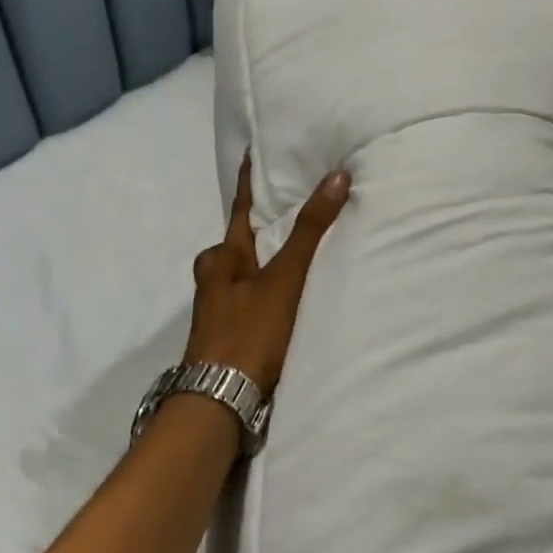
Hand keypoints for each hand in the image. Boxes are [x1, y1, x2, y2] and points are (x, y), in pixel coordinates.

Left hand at [184, 155, 350, 395]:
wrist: (221, 400)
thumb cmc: (250, 330)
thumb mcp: (284, 277)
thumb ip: (311, 230)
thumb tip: (336, 176)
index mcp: (221, 256)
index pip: (241, 207)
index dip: (249, 180)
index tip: (253, 152)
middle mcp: (215, 278)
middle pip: (239, 241)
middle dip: (260, 225)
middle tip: (289, 206)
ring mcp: (220, 309)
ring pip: (245, 271)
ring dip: (267, 259)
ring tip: (298, 249)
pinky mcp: (231, 335)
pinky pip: (254, 298)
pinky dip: (271, 288)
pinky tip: (290, 296)